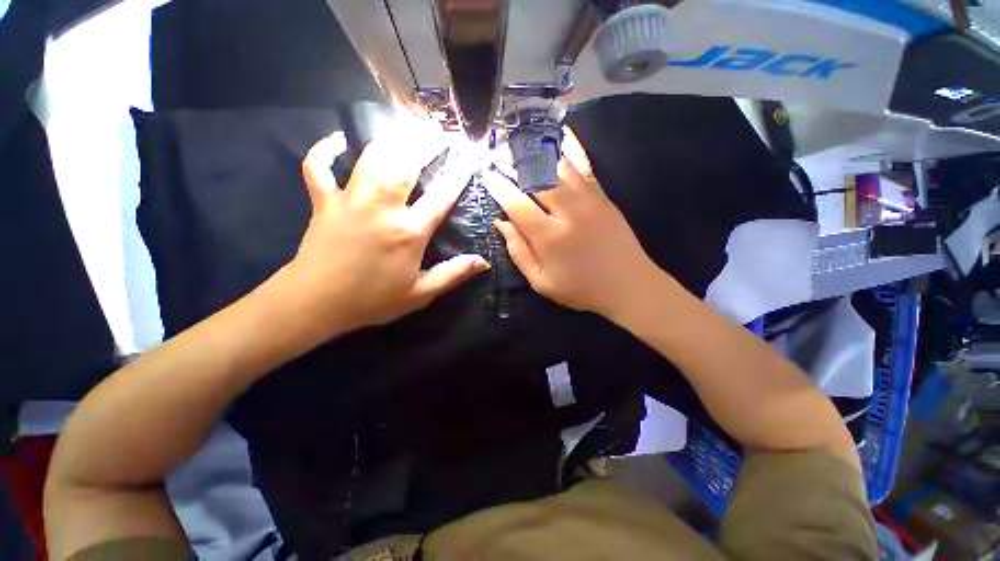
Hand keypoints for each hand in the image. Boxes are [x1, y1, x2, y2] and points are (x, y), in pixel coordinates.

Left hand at [283, 130, 488, 336]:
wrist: (316, 304)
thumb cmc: (372, 300)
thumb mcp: (420, 293)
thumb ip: (453, 274)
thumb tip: (483, 262)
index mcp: (409, 231)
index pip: (441, 196)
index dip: (458, 175)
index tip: (469, 158)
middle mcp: (383, 207)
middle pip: (406, 164)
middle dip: (424, 144)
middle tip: (437, 132)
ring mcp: (350, 200)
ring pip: (370, 157)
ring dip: (389, 139)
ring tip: (403, 128)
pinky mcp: (324, 201)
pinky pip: (318, 167)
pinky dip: (325, 150)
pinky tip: (336, 140)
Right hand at [486, 129, 662, 318]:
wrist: (628, 285)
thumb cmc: (580, 288)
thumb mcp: (542, 282)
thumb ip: (519, 252)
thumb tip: (501, 222)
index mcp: (550, 237)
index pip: (516, 204)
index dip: (498, 187)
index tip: (486, 174)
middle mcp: (568, 211)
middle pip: (536, 177)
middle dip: (513, 162)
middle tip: (496, 150)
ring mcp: (588, 199)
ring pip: (558, 165)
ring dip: (536, 150)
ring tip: (518, 137)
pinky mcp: (602, 194)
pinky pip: (584, 164)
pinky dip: (571, 145)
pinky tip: (560, 130)